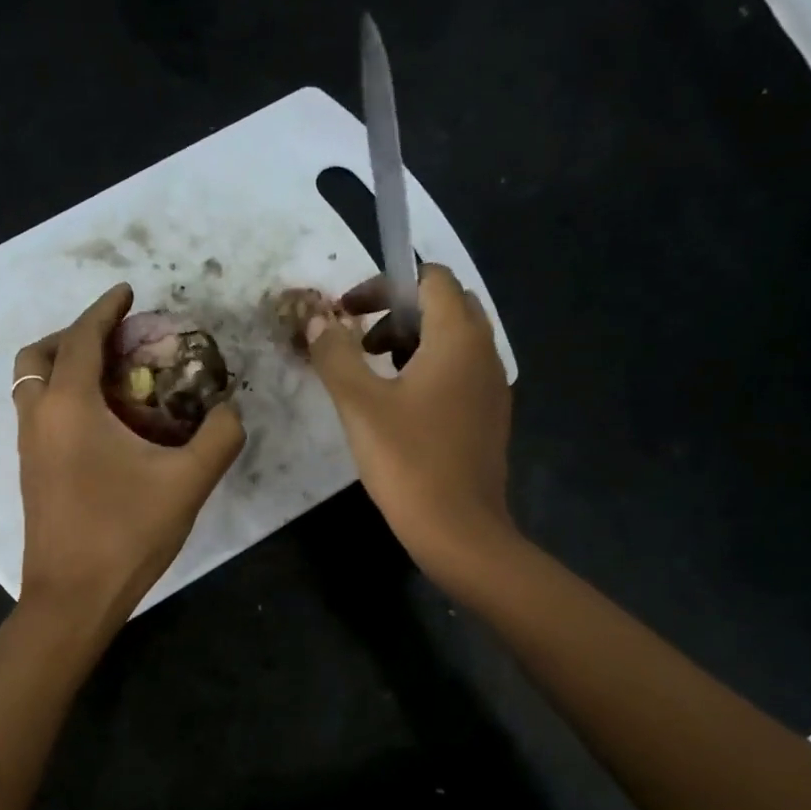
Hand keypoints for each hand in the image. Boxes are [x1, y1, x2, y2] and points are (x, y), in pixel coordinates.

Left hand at [13, 284, 244, 626]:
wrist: (72, 598)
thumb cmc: (125, 534)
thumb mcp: (187, 483)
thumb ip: (219, 438)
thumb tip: (230, 410)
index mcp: (70, 406)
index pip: (84, 338)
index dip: (106, 309)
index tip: (128, 293)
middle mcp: (39, 417)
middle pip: (41, 354)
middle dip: (76, 335)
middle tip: (116, 341)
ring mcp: (29, 447)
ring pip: (33, 385)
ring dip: (65, 367)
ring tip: (112, 378)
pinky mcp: (31, 473)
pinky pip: (39, 413)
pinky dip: (62, 397)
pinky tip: (103, 424)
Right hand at [304, 263, 516, 579]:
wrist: (459, 530)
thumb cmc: (408, 461)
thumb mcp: (359, 404)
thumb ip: (335, 354)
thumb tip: (317, 320)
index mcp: (458, 338)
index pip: (430, 279)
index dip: (386, 285)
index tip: (349, 313)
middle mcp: (484, 352)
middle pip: (445, 306)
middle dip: (398, 313)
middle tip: (362, 342)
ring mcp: (492, 386)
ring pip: (453, 341)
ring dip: (412, 342)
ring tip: (374, 375)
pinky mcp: (489, 416)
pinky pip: (460, 372)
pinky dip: (429, 370)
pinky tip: (399, 408)